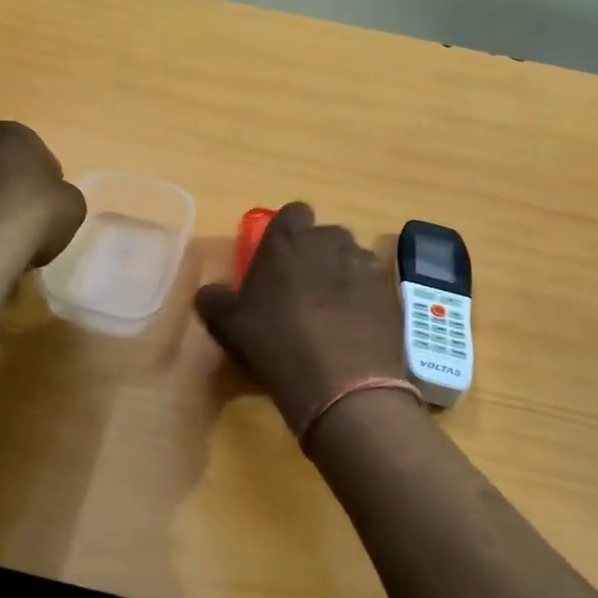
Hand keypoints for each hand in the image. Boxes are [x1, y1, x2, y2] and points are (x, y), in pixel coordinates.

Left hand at [0, 122, 85, 267]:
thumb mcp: (73, 203)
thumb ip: (61, 194)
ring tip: (1, 239)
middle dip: (9, 187)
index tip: (50, 203)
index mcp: (9, 133)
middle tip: (26, 219)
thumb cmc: (35, 213)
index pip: (34, 151)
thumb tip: (50, 201)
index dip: (45, 178)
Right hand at [196, 203, 408, 432]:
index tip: (279, 259)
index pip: (292, 213)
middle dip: (316, 254)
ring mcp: (364, 265)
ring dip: (342, 274)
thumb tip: (208, 293)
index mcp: (287, 240)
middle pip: (324, 235)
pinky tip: (355, 328)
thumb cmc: (276, 343)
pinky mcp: (389, 292)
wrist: (343, 384)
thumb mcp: (229, 325)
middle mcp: (329, 241)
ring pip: (351, 258)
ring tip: (332, 311)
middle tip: (302, 289)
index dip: (287, 233)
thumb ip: (215, 300)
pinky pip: (373, 284)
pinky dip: (364, 298)